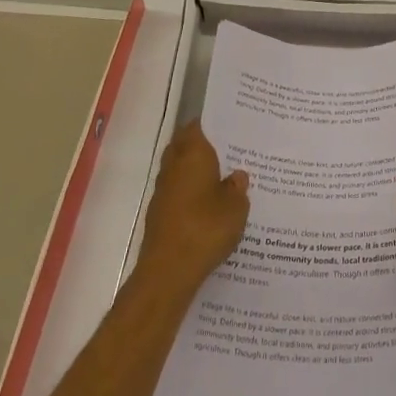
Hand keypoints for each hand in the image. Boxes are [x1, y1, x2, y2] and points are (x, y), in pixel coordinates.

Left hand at [136, 123, 249, 297]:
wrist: (168, 271)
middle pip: (184, 146)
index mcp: (192, 154)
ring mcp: (163, 191)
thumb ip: (237, 188)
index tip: (228, 126)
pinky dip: (189, 193)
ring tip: (221, 179)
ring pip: (179, 170)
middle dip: (202, 146)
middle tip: (228, 150)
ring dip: (195, 171)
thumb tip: (237, 176)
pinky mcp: (158, 214)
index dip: (211, 125)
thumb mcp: (236, 207)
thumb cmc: (206, 228)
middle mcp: (174, 166)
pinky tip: (207, 206)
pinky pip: (177, 193)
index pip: (197, 127)